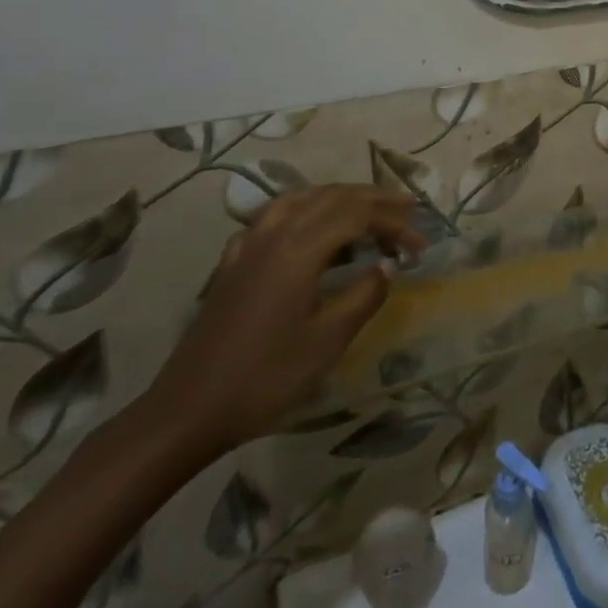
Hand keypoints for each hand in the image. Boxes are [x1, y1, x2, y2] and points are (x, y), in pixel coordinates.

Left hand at [140, 186, 423, 460]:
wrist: (187, 410)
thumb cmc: (264, 378)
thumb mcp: (327, 342)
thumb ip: (364, 296)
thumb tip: (386, 268)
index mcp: (299, 249)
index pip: (358, 215)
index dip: (393, 223)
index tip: (419, 246)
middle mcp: (274, 234)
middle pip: (332, 196)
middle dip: (374, 201)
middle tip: (407, 212)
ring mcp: (249, 244)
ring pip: (302, 198)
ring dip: (340, 198)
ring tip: (366, 209)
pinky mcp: (233, 262)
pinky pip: (274, 215)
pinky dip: (304, 209)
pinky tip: (308, 227)